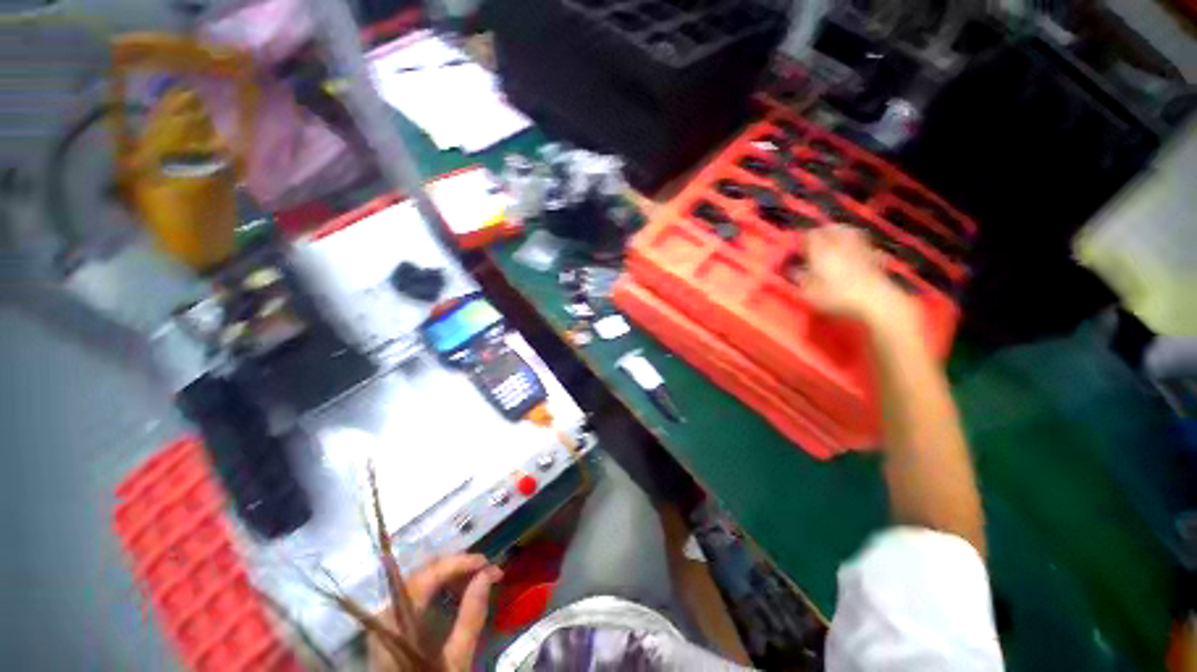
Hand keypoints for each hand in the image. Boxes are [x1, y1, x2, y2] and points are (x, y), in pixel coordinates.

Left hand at [368, 554, 502, 671]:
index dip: (459, 563)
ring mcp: (387, 617)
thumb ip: (470, 617)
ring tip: (476, 580)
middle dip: (458, 567)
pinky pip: (417, 592)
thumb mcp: (455, 661)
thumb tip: (487, 574)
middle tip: (486, 571)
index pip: (429, 575)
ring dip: (451, 575)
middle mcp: (386, 612)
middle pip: (424, 573)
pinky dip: (440, 587)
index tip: (487, 563)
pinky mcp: (392, 625)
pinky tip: (457, 592)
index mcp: (398, 620)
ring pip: (421, 579)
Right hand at [798, 225, 914, 327]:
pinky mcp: (874, 254)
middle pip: (830, 228)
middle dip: (821, 234)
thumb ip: (799, 278)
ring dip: (838, 235)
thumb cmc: (836, 296)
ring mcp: (860, 246)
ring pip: (848, 232)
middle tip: (814, 245)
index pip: (808, 234)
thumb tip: (794, 269)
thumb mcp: (808, 292)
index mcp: (821, 249)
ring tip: (833, 245)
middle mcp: (840, 242)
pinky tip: (853, 254)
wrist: (875, 300)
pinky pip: (861, 244)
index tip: (797, 250)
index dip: (801, 240)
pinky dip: (855, 246)